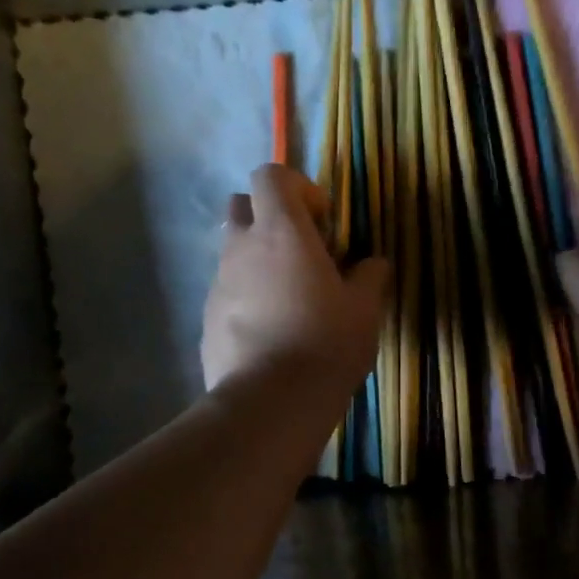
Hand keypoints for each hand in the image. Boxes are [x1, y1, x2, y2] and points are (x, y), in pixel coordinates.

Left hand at [202, 163, 389, 393]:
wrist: (270, 402)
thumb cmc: (325, 345)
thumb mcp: (365, 310)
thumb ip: (370, 277)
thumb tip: (373, 264)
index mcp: (280, 232)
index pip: (271, 175)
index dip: (298, 187)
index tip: (323, 222)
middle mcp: (240, 248)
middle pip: (242, 205)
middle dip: (270, 218)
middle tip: (302, 253)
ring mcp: (217, 284)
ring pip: (233, 253)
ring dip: (259, 262)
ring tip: (290, 301)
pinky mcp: (206, 319)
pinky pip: (227, 293)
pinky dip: (247, 299)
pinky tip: (271, 335)